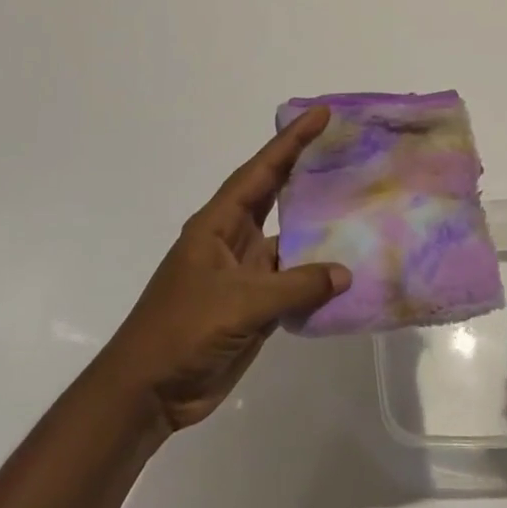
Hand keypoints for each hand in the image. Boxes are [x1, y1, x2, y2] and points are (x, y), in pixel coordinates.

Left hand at [103, 108, 349, 431]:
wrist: (149, 393)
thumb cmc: (182, 331)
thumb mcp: (239, 303)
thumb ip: (295, 286)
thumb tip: (344, 273)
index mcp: (218, 224)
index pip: (260, 172)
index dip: (290, 141)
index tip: (320, 114)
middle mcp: (234, 239)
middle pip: (276, 195)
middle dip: (306, 170)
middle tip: (345, 148)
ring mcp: (245, 273)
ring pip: (289, 240)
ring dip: (317, 227)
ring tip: (357, 206)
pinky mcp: (254, 305)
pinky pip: (292, 281)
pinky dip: (317, 276)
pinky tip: (347, 271)